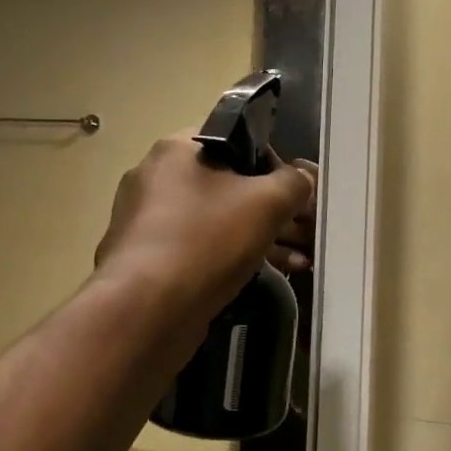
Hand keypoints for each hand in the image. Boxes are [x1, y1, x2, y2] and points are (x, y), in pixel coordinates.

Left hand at [95, 136, 312, 317]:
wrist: (145, 310)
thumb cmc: (206, 240)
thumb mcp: (265, 204)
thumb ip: (293, 183)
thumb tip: (305, 177)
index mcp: (176, 149)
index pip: (235, 140)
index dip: (273, 162)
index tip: (296, 192)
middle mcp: (155, 177)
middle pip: (227, 184)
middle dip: (271, 209)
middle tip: (304, 232)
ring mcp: (146, 220)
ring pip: (215, 219)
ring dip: (258, 236)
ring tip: (297, 262)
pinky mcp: (146, 258)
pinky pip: (198, 247)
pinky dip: (229, 256)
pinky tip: (264, 275)